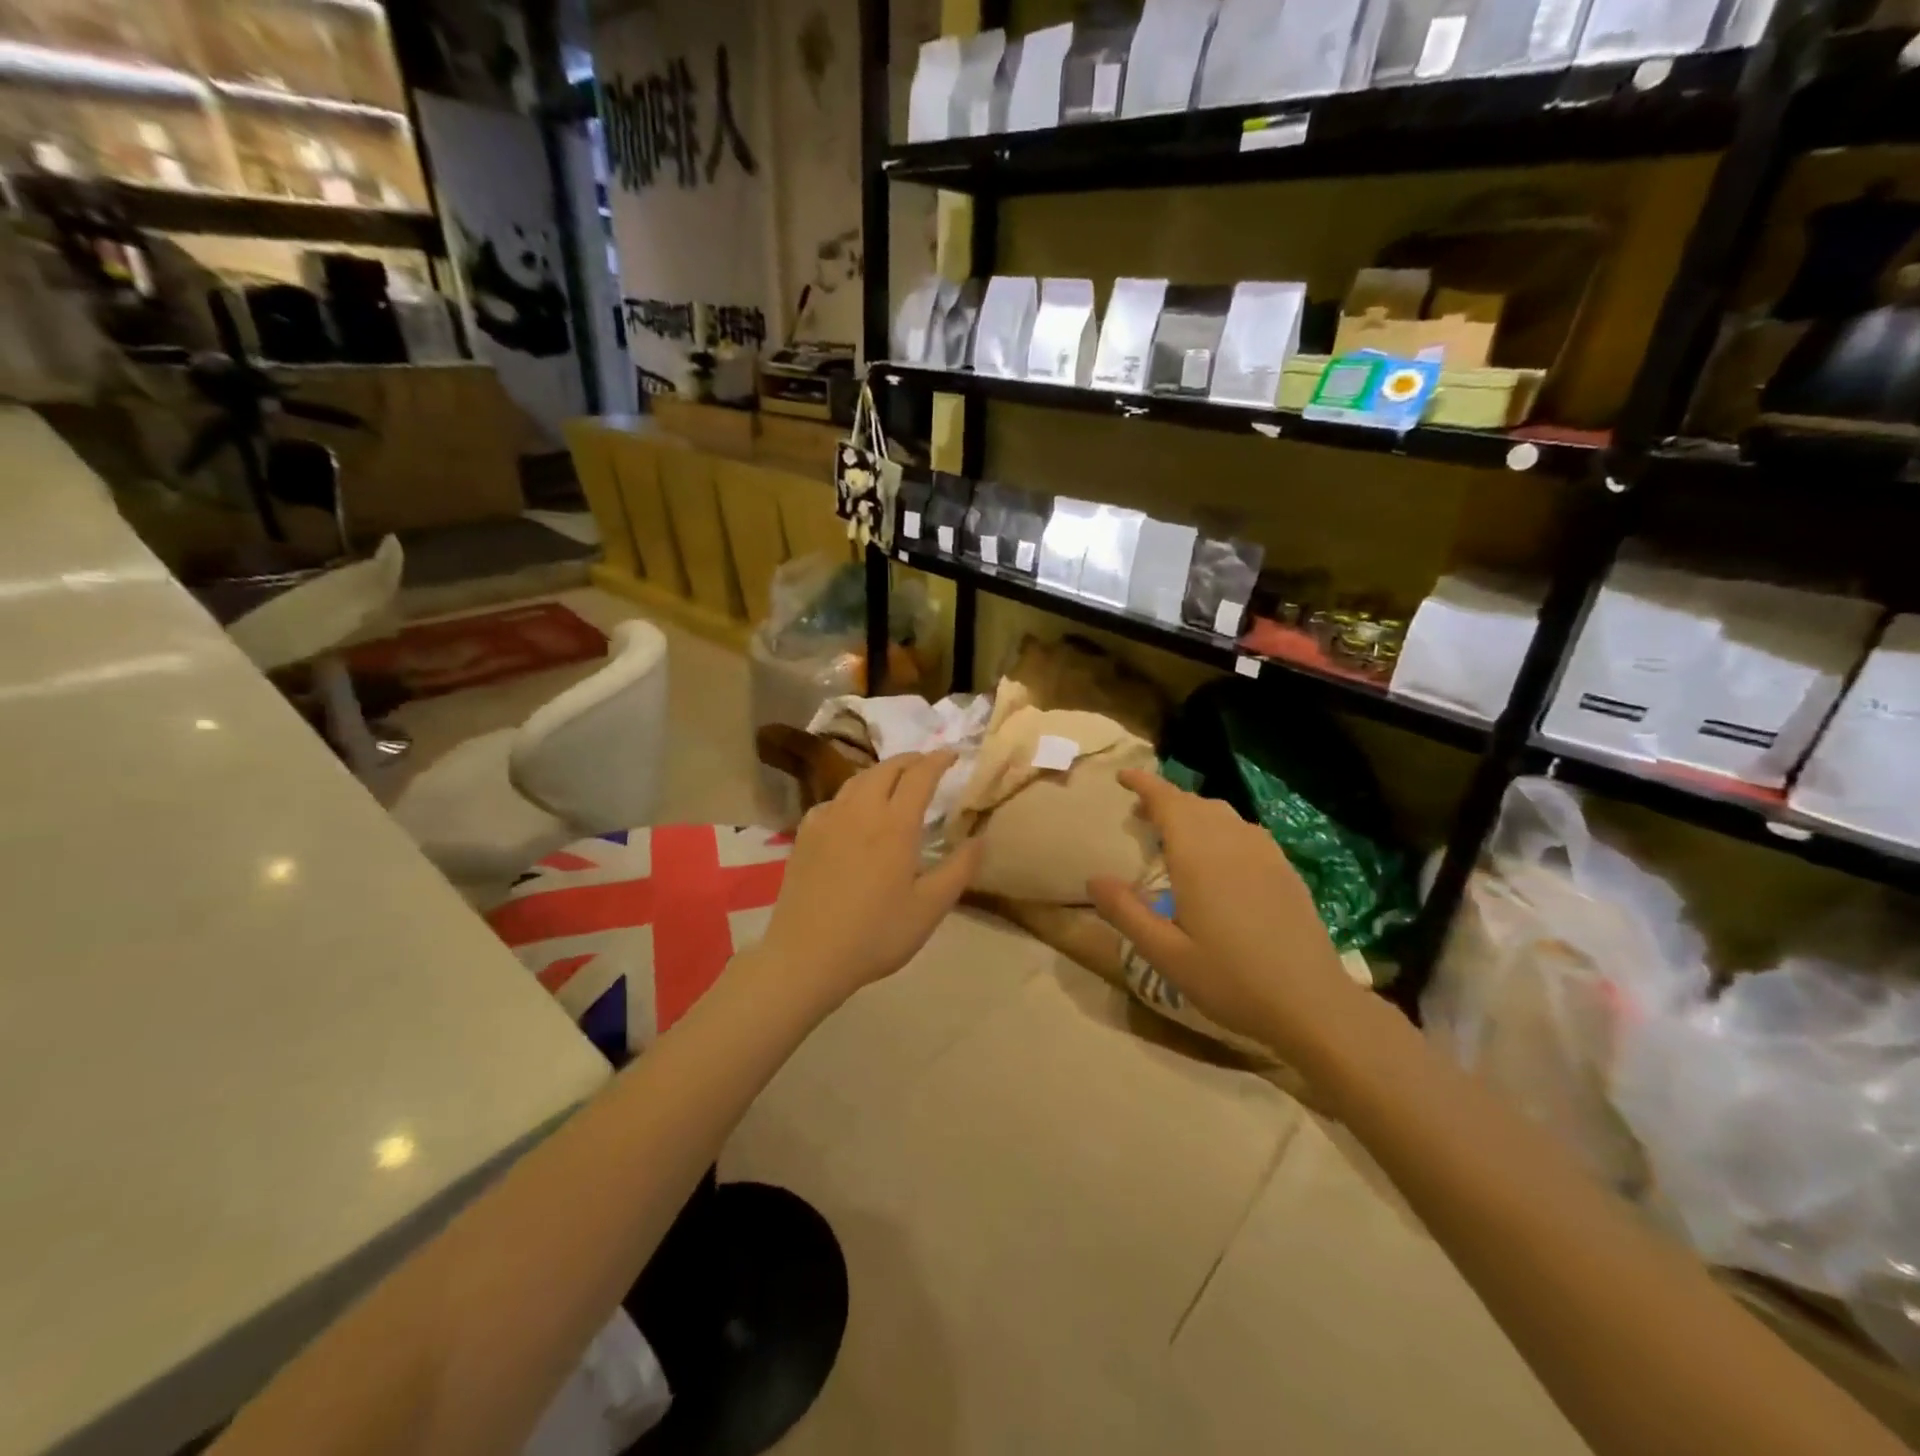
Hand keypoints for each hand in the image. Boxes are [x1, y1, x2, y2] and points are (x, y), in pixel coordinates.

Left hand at [753, 751, 981, 1009]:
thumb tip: (981, 838)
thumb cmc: (876, 934)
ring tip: (895, 781)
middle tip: (927, 765)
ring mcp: (828, 819)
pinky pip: (834, 800)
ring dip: (881, 772)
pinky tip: (854, 812)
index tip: (953, 754)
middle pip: (887, 768)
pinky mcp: (805, 834)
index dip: (938, 759)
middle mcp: (860, 810)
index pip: (920, 775)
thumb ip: (960, 869)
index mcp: (895, 824)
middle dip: (911, 760)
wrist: (806, 956)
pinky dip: (853, 794)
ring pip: (857, 780)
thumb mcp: (930, 908)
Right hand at [1088, 769, 1367, 1071]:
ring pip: (1222, 814)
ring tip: (1174, 831)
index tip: (1122, 776)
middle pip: (1195, 803)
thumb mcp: (1166, 954)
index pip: (1168, 802)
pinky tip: (1218, 854)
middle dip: (1165, 798)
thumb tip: (1093, 879)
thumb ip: (1126, 913)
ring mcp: (1265, 854)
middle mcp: (1233, 843)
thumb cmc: (1231, 980)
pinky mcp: (1285, 870)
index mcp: (1200, 857)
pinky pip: (1245, 830)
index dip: (1145, 784)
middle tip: (1139, 811)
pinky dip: (1221, 827)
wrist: (1312, 1004)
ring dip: (1193, 812)